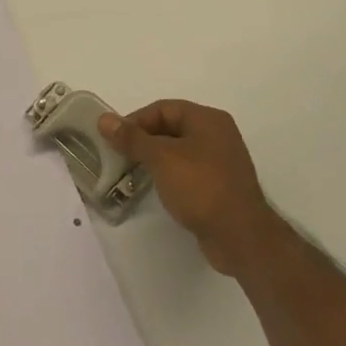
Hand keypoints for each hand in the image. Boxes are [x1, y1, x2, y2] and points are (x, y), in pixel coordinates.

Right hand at [98, 100, 277, 275]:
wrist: (241, 238)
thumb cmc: (201, 188)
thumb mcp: (162, 158)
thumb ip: (132, 138)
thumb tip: (104, 119)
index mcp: (208, 119)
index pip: (163, 108)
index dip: (135, 121)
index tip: (113, 139)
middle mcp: (217, 134)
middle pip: (170, 127)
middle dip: (142, 140)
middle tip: (118, 155)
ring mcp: (220, 161)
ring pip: (177, 150)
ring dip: (153, 158)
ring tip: (130, 172)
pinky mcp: (219, 185)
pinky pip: (186, 170)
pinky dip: (168, 174)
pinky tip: (154, 188)